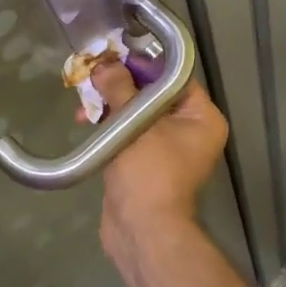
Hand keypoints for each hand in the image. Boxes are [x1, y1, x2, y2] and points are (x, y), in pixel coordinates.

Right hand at [91, 62, 229, 250]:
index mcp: (202, 118)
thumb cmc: (148, 172)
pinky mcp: (144, 163)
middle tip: (93, 77)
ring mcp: (167, 149)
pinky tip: (86, 121)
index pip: (174, 78)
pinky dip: (109, 125)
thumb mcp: (134, 123)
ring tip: (83, 103)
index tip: (114, 57)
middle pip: (153, 94)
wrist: (141, 229)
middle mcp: (190, 131)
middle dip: (120, 85)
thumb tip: (105, 65)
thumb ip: (120, 89)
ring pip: (137, 113)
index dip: (144, 64)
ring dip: (110, 105)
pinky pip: (128, 133)